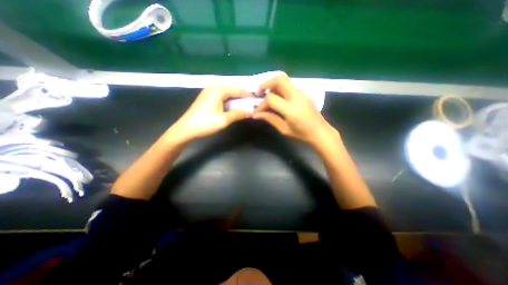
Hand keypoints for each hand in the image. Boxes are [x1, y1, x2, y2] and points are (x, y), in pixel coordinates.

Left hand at [168, 84, 252, 142]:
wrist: (185, 130)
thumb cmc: (204, 124)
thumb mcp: (224, 120)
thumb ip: (238, 114)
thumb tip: (251, 112)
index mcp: (218, 90)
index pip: (237, 89)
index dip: (247, 95)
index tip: (255, 100)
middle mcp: (213, 88)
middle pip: (232, 90)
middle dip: (242, 97)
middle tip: (251, 104)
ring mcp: (208, 92)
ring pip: (226, 93)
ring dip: (235, 99)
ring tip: (244, 106)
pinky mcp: (206, 98)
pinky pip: (221, 96)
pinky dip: (228, 101)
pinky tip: (232, 106)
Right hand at [253, 72, 338, 147]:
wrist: (320, 132)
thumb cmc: (302, 134)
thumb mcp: (284, 129)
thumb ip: (270, 119)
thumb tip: (256, 115)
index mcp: (291, 109)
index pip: (271, 98)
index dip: (261, 104)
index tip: (257, 112)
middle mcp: (297, 96)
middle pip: (279, 79)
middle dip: (266, 83)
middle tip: (259, 93)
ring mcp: (301, 92)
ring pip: (284, 81)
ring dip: (273, 86)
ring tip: (267, 97)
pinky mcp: (303, 93)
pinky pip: (288, 86)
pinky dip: (279, 89)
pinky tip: (278, 99)